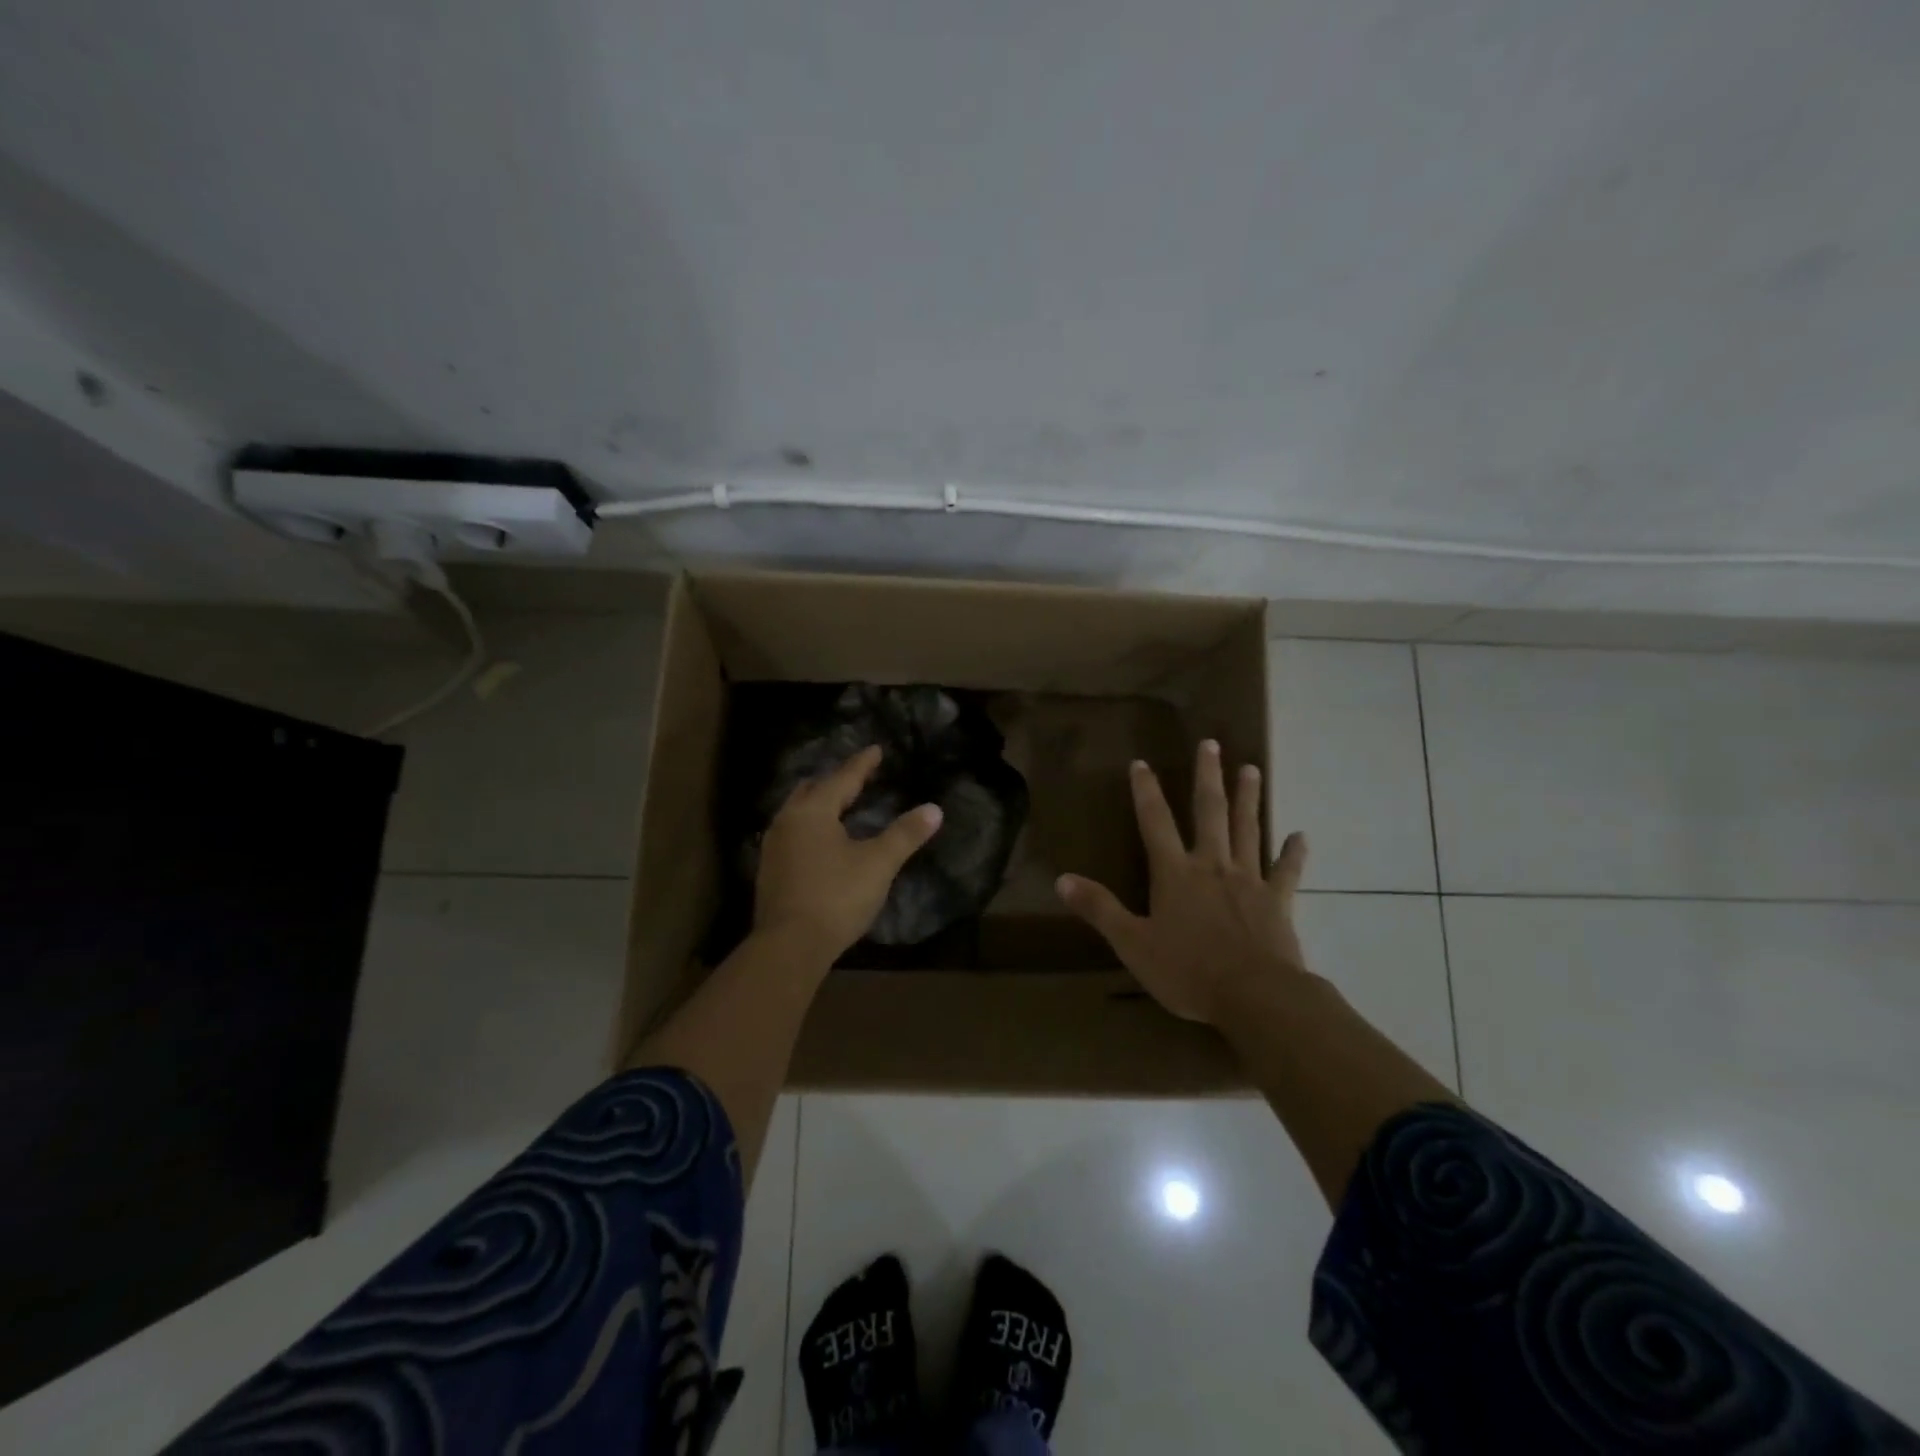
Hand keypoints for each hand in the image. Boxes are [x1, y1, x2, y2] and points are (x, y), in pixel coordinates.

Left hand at [753, 744, 943, 964]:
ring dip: (819, 803)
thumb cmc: (836, 897)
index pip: (842, 778)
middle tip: (857, 778)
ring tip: (840, 805)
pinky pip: (792, 833)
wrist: (789, 946)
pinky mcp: (770, 870)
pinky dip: (810, 826)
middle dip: (835, 781)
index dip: (862, 764)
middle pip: (813, 789)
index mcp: (813, 811)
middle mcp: (788, 821)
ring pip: (798, 811)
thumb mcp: (878, 864)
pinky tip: (820, 840)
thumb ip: (905, 834)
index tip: (876, 750)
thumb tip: (934, 809)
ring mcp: (774, 846)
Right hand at [1056, 739, 1308, 1024]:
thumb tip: (1062, 880)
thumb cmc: (1188, 970)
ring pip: (1248, 830)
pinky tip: (1302, 836)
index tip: (1141, 763)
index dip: (1146, 791)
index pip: (1155, 822)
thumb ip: (1099, 909)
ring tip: (1252, 769)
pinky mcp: (1278, 902)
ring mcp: (1248, 880)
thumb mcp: (1132, 943)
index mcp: (1175, 873)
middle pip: (1209, 812)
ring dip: (1249, 799)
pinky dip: (1294, 853)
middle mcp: (1212, 865)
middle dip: (1208, 777)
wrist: (1255, 996)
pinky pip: (1287, 871)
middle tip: (1212, 744)